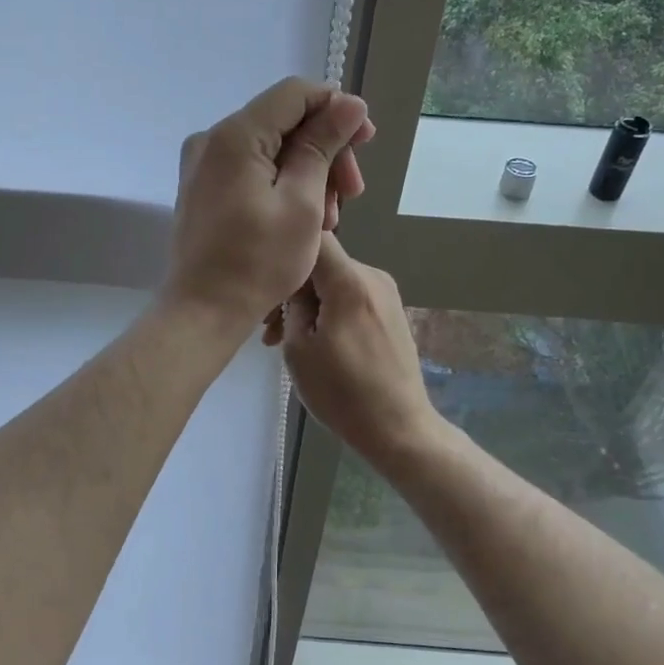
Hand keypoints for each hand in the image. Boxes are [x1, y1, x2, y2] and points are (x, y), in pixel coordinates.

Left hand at [162, 79, 374, 330]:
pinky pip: (251, 169)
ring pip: (270, 148)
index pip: (295, 93)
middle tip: (351, 194)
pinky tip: (303, 217)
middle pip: (283, 121)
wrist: (203, 311)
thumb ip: (323, 146)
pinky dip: (282, 184)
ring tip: (330, 218)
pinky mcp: (203, 187)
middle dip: (325, 150)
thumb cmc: (257, 263)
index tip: (366, 141)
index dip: (336, 108)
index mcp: (235, 135)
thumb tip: (350, 104)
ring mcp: (203, 164)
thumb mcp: (303, 203)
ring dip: (308, 173)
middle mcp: (212, 139)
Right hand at [270, 234, 441, 466]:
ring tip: (284, 341)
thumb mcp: (299, 348)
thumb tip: (292, 284)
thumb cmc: (341, 392)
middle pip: (322, 263)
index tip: (265, 279)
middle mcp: (373, 276)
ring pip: (335, 282)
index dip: (285, 250)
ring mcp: (386, 293)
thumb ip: (292, 304)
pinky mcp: (391, 311)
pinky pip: (351, 297)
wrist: (398, 427)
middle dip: (292, 288)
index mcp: (350, 281)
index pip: (313, 237)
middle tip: (267, 327)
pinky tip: (314, 342)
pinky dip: (329, 311)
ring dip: (308, 304)